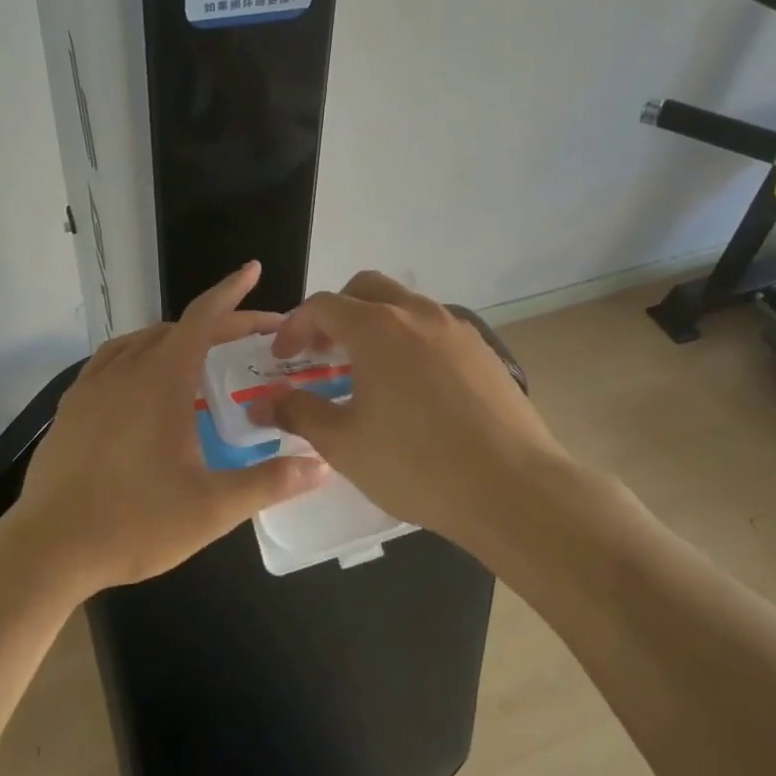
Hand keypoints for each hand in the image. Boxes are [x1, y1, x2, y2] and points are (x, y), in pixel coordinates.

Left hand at [5, 262, 329, 595]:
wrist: (48, 549)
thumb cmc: (135, 523)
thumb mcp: (212, 508)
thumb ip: (268, 483)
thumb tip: (321, 466)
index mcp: (163, 380)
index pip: (203, 318)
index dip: (232, 292)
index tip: (253, 269)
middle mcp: (126, 370)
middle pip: (179, 328)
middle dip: (218, 324)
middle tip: (252, 336)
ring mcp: (92, 386)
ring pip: (142, 341)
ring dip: (177, 337)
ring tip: (201, 353)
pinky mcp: (71, 407)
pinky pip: (111, 360)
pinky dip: (139, 354)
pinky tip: (142, 379)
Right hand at [249, 272, 570, 548]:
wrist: (512, 487)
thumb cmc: (416, 464)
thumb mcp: (344, 444)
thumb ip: (298, 413)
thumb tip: (263, 402)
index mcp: (377, 327)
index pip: (323, 305)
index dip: (295, 326)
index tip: (283, 358)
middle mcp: (417, 314)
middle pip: (365, 288)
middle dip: (336, 312)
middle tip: (324, 352)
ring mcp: (457, 328)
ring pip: (405, 306)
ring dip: (376, 324)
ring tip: (368, 372)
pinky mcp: (484, 350)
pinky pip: (435, 329)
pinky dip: (411, 341)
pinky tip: (414, 388)